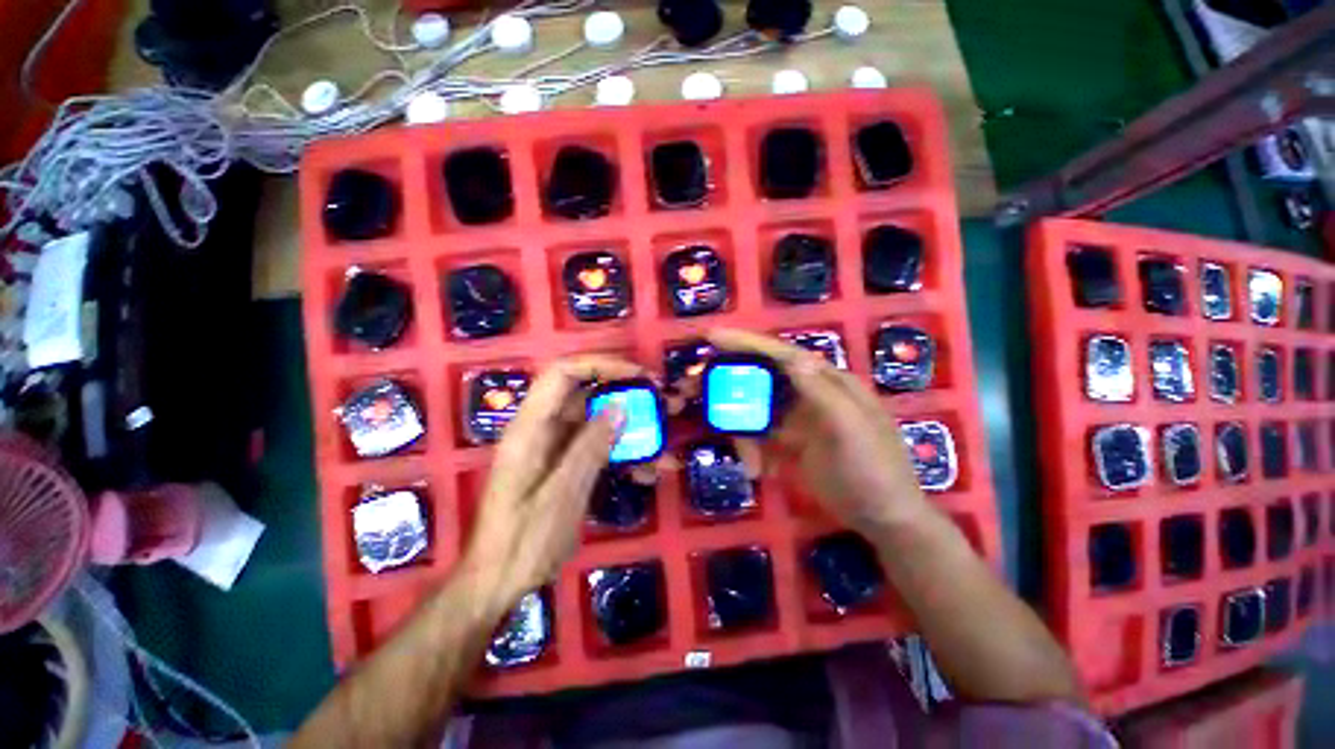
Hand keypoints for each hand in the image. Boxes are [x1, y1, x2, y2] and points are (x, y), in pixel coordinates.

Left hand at [459, 355, 638, 615]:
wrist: (499, 583)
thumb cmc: (522, 542)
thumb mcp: (561, 495)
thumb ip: (590, 447)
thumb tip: (620, 405)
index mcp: (531, 428)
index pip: (563, 373)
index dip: (601, 364)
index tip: (638, 375)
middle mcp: (544, 430)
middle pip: (587, 395)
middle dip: (628, 396)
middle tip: (664, 402)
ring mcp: (557, 448)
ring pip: (599, 423)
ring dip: (633, 429)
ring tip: (666, 441)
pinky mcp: (568, 466)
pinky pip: (600, 448)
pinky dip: (625, 454)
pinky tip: (649, 471)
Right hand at [708, 329, 929, 533]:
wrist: (885, 520)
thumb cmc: (874, 471)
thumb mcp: (851, 430)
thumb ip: (822, 393)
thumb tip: (792, 356)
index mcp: (829, 383)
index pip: (783, 355)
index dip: (748, 343)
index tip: (712, 337)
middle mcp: (811, 394)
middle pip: (762, 379)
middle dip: (731, 385)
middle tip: (696, 391)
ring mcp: (799, 419)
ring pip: (757, 411)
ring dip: (743, 430)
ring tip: (748, 462)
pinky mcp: (791, 442)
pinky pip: (761, 436)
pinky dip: (753, 449)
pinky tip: (758, 470)